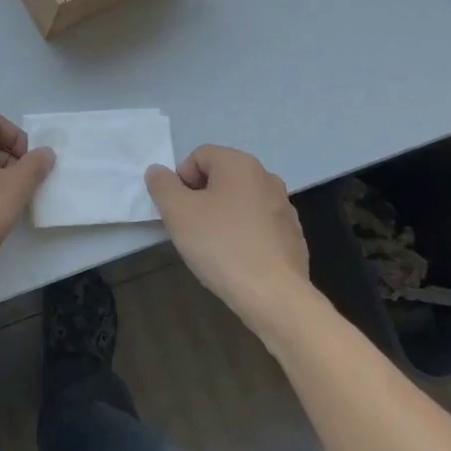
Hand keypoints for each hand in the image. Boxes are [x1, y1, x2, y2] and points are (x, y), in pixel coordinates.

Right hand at [145, 145, 318, 349]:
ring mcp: (284, 207)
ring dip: (221, 216)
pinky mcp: (292, 235)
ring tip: (213, 247)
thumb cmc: (220, 245)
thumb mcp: (177, 212)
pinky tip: (237, 260)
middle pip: (221, 177)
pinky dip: (243, 234)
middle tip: (191, 228)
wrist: (273, 294)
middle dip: (200, 198)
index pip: (199, 156)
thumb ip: (162, 185)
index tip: (178, 210)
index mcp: (240, 164)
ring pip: (240, 202)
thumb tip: (158, 171)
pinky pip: (258, 225)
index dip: (181, 180)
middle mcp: (267, 178)